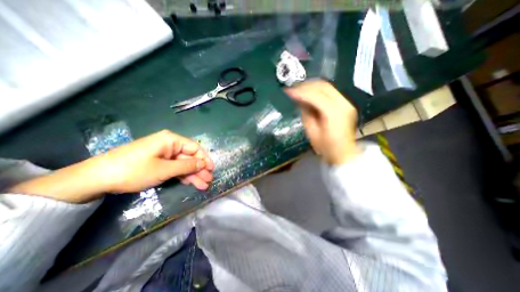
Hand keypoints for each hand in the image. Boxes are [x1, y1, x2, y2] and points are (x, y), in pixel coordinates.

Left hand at [6, 131, 212, 203]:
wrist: (96, 178)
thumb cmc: (134, 170)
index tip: (212, 169)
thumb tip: (204, 163)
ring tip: (203, 186)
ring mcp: (163, 154)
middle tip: (208, 181)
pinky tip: (190, 183)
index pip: (195, 148)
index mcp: (171, 140)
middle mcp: (169, 145)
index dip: (204, 158)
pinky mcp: (158, 162)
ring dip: (193, 175)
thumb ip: (187, 166)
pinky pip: (174, 168)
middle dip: (199, 169)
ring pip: (183, 164)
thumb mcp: (164, 169)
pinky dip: (182, 176)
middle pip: (190, 157)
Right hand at [284, 79, 361, 164]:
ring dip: (311, 86)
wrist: (344, 153)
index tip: (288, 91)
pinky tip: (308, 93)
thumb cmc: (326, 147)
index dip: (300, 92)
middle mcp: (343, 104)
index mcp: (334, 113)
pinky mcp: (345, 104)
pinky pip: (330, 92)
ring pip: (327, 86)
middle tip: (292, 88)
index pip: (316, 96)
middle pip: (323, 86)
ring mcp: (346, 103)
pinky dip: (317, 90)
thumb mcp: (312, 132)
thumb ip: (306, 114)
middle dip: (305, 86)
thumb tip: (300, 101)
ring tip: (298, 90)